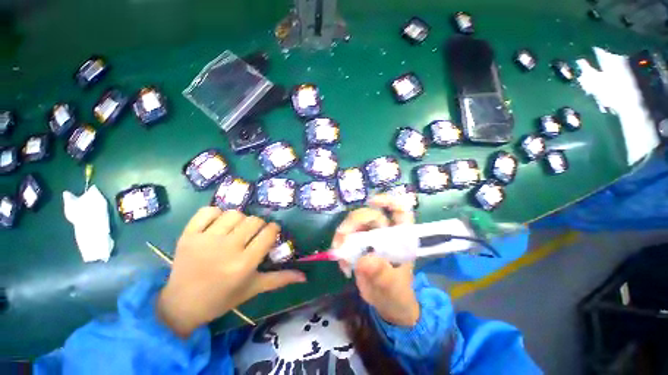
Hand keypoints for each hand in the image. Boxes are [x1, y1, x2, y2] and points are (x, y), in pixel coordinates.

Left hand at [157, 208, 305, 336]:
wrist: (181, 305)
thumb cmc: (222, 298)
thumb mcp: (253, 289)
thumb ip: (280, 279)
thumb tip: (305, 276)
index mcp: (244, 264)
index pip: (268, 233)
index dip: (273, 229)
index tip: (271, 233)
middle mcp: (227, 249)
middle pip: (254, 220)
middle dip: (259, 225)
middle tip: (253, 234)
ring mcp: (205, 240)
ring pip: (234, 213)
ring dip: (240, 219)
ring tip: (236, 230)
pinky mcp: (188, 235)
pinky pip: (208, 211)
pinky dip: (216, 214)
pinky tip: (218, 225)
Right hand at [332, 194, 419, 326]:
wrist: (387, 304)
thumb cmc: (396, 294)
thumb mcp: (392, 286)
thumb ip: (381, 274)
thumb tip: (364, 261)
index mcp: (401, 237)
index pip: (400, 211)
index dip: (388, 201)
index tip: (372, 202)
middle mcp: (385, 233)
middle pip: (369, 215)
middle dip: (354, 222)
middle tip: (342, 237)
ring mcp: (370, 237)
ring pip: (354, 223)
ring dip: (343, 233)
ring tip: (338, 252)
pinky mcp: (358, 244)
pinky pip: (346, 236)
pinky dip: (340, 245)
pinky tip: (341, 262)